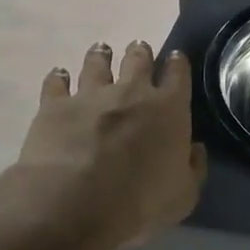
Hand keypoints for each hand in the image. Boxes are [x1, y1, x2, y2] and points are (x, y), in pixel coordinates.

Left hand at [0, 41, 205, 249]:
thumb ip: (193, 168)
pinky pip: (57, 83)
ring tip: (101, 50)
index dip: (178, 64)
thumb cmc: (140, 201)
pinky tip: (58, 75)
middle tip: (139, 47)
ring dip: (100, 56)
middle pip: (138, 61)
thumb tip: (193, 148)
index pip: (178, 75)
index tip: (176, 57)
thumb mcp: (184, 195)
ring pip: (97, 65)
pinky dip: (58, 78)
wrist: (76, 202)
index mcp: (169, 109)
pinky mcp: (55, 106)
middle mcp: (132, 92)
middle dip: (141, 53)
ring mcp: (91, 95)